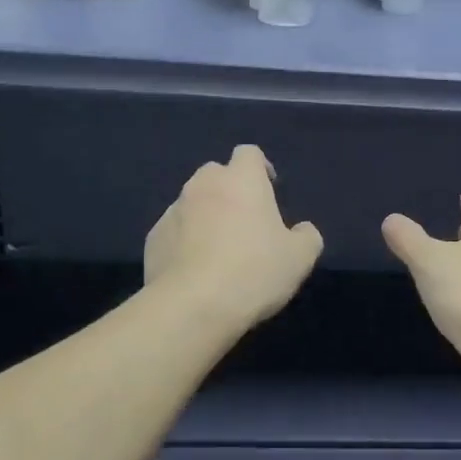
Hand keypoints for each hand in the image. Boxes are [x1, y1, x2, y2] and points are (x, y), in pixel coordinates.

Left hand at [145, 145, 322, 329]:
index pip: (249, 154)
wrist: (192, 306)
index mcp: (241, 180)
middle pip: (216, 173)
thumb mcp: (300, 258)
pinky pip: (174, 230)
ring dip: (205, 214)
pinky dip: (184, 240)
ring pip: (192, 202)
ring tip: (218, 248)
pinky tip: (195, 268)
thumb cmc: (253, 272)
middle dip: (229, 189)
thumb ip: (306, 236)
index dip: (260, 168)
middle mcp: (203, 185)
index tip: (269, 189)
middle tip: (244, 220)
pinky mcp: (153, 238)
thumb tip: (301, 230)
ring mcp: (173, 211)